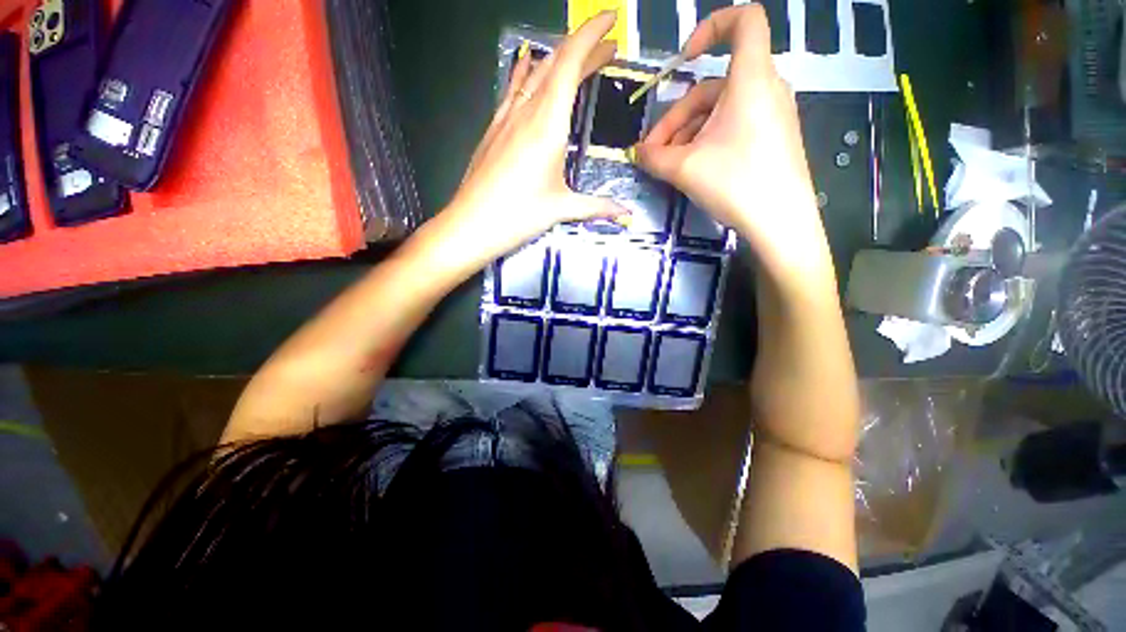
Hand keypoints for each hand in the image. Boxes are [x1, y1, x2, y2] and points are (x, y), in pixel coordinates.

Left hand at [442, 12, 626, 262]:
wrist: (471, 224)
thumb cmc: (517, 216)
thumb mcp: (561, 209)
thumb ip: (597, 206)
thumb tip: (624, 212)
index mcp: (547, 125)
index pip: (570, 63)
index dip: (591, 36)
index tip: (610, 21)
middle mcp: (525, 112)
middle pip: (556, 65)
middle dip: (584, 50)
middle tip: (607, 49)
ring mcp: (505, 118)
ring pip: (533, 75)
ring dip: (558, 62)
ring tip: (577, 60)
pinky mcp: (493, 130)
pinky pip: (512, 90)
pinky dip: (526, 74)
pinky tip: (527, 67)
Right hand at [635, 6, 829, 275]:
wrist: (780, 222)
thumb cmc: (736, 183)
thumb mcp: (684, 169)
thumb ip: (654, 157)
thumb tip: (637, 153)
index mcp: (751, 79)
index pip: (745, 20)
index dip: (712, 25)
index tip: (684, 59)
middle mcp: (765, 89)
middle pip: (712, 86)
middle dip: (676, 118)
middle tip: (653, 152)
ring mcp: (771, 115)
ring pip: (719, 111)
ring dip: (687, 134)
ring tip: (667, 165)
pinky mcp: (771, 138)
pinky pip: (733, 126)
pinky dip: (707, 140)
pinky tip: (691, 167)